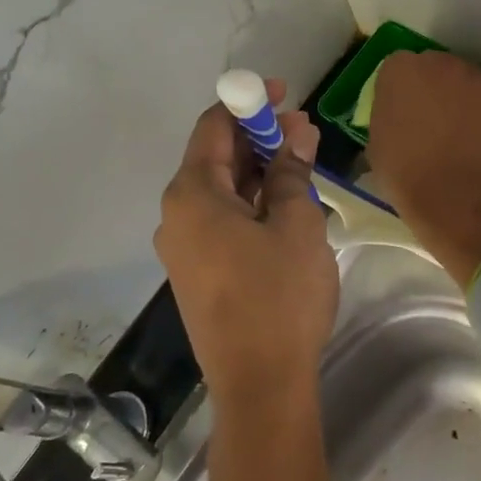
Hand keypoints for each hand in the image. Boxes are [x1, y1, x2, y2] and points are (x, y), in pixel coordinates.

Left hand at [154, 80, 337, 408]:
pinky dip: (251, 201)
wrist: (260, 386)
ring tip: (302, 160)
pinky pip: (221, 218)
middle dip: (259, 137)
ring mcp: (183, 245)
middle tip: (304, 131)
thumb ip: (290, 171)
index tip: (285, 94)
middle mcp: (176, 214)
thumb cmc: (279, 296)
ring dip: (259, 169)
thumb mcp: (295, 223)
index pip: (213, 126)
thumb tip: (295, 134)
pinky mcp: (198, 271)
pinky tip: (284, 200)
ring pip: (222, 189)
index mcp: (191, 194)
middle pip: (215, 156)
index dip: (248, 103)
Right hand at [366, 52, 480, 286]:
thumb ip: (388, 116)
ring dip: (462, 102)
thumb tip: (399, 119)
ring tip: (456, 136)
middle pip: (437, 68)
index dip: (399, 89)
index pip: (397, 67)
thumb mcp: (376, 141)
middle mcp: (443, 64)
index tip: (398, 110)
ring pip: (468, 86)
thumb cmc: (403, 170)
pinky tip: (478, 150)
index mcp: (402, 69)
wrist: (453, 197)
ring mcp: (479, 83)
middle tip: (428, 120)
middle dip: (433, 88)